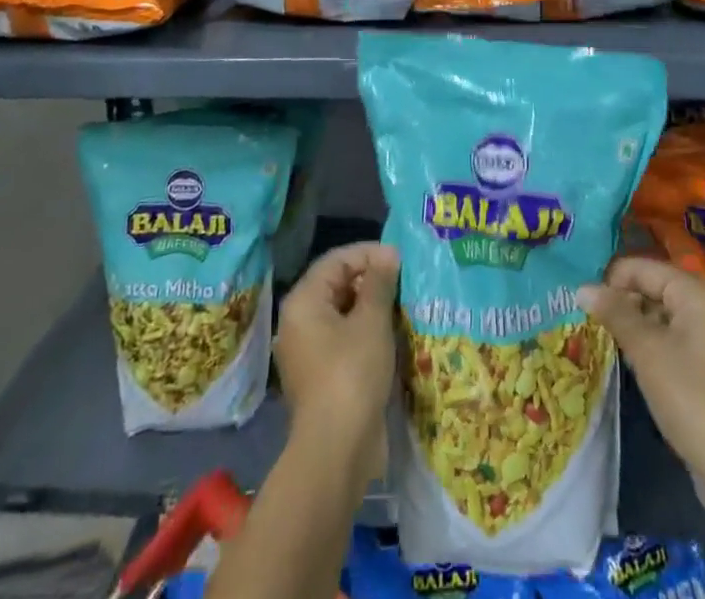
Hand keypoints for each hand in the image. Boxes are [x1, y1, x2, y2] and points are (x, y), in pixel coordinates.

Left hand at [275, 242, 399, 476]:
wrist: (336, 450)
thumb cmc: (352, 373)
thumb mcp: (372, 321)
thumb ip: (380, 282)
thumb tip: (388, 253)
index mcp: (304, 301)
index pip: (337, 260)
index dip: (369, 253)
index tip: (400, 259)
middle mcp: (299, 321)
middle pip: (337, 284)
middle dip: (372, 280)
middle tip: (404, 282)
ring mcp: (308, 351)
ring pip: (342, 313)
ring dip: (371, 307)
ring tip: (402, 306)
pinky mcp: (320, 375)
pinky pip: (343, 339)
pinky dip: (365, 332)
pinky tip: (391, 336)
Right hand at [576, 257, 704, 500]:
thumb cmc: (690, 397)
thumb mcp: (646, 351)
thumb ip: (615, 313)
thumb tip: (583, 288)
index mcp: (699, 292)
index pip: (645, 268)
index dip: (613, 280)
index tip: (585, 300)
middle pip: (656, 287)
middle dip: (625, 301)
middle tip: (594, 320)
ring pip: (665, 312)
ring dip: (637, 322)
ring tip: (610, 338)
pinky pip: (677, 335)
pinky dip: (655, 340)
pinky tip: (635, 359)